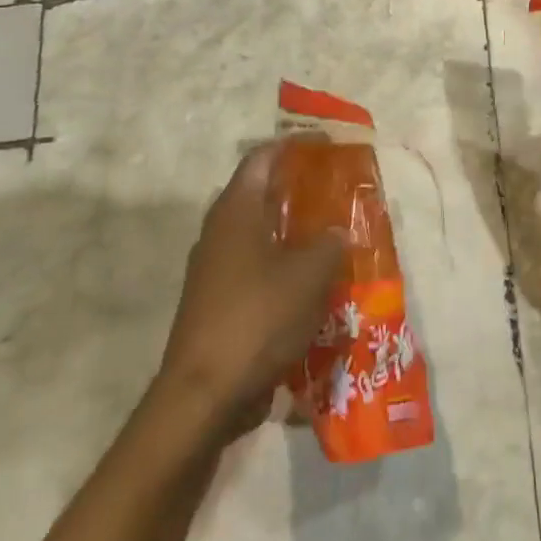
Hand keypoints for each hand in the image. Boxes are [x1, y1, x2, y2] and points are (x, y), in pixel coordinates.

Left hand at [153, 142, 345, 438]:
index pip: (263, 158)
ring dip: (293, 231)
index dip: (295, 145)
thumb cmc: (257, 319)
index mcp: (235, 211)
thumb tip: (336, 233)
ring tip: (331, 235)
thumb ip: (329, 245)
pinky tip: (312, 284)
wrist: (203, 396)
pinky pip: (255, 268)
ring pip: (259, 234)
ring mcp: (214, 270)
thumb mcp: (309, 276)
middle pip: (260, 194)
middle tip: (335, 190)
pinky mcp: (216, 302)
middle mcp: (219, 232)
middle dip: (298, 189)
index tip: (327, 144)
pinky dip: (283, 266)